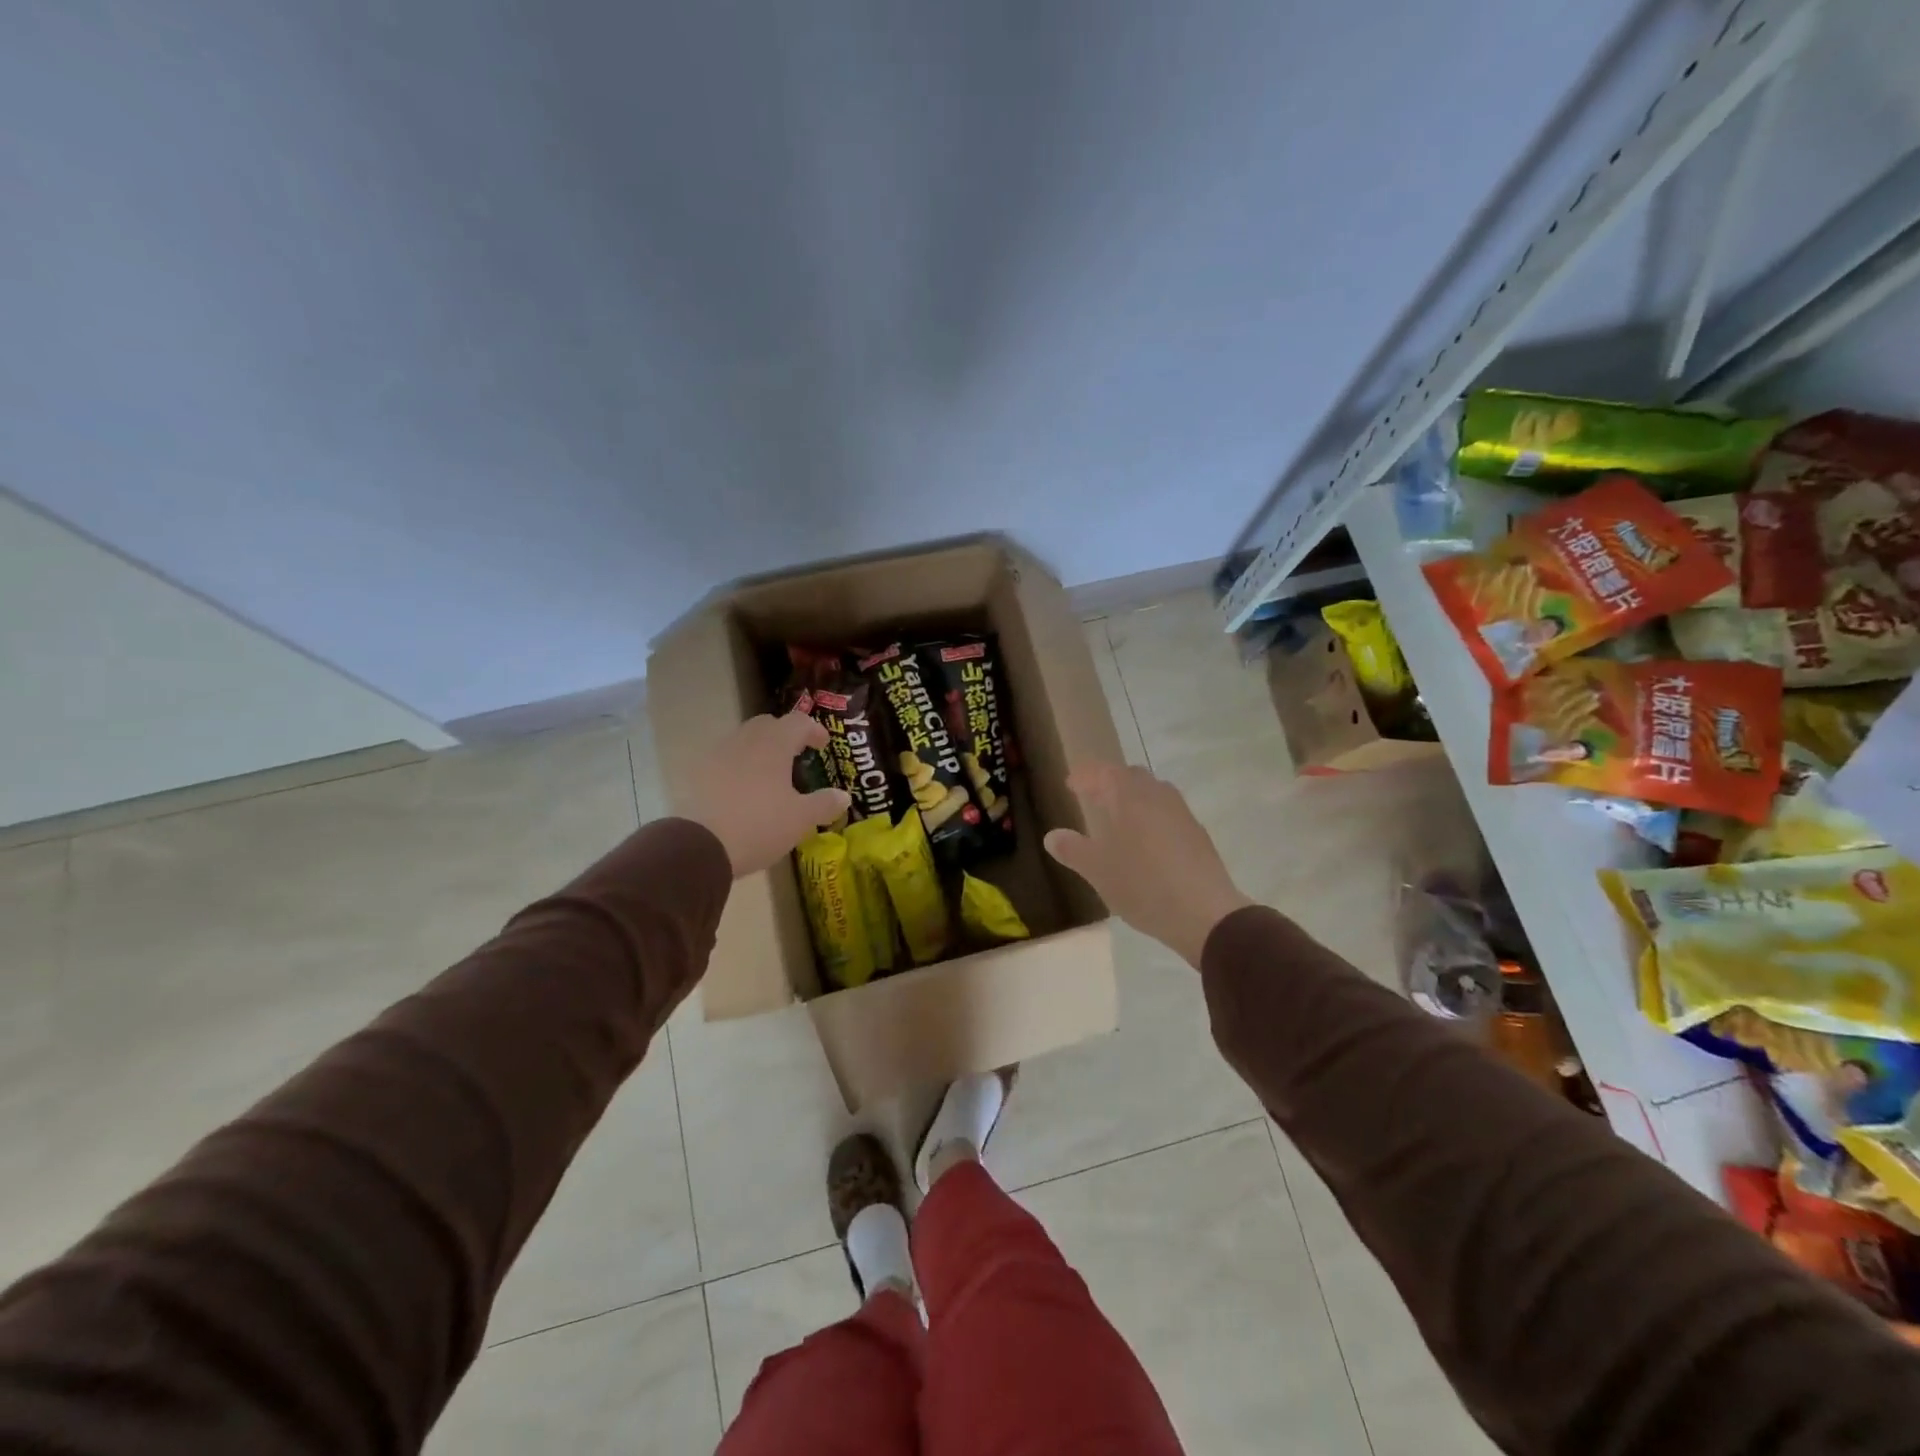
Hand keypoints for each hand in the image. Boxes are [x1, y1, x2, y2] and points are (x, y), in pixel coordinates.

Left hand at [682, 712, 850, 877]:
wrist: (699, 846)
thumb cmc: (759, 825)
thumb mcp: (800, 819)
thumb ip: (824, 804)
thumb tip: (844, 796)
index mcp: (774, 745)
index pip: (798, 722)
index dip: (813, 730)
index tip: (822, 745)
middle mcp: (745, 741)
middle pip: (767, 724)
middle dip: (784, 734)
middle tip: (796, 755)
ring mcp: (717, 755)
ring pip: (743, 740)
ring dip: (759, 749)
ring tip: (770, 775)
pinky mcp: (697, 774)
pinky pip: (724, 760)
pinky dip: (738, 767)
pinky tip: (743, 791)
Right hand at [1043, 763, 1252, 968]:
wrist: (1205, 913)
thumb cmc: (1143, 885)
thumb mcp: (1098, 871)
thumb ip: (1073, 850)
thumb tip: (1052, 836)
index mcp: (1130, 797)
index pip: (1104, 771)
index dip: (1086, 775)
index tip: (1070, 784)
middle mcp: (1158, 796)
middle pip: (1132, 776)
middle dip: (1110, 782)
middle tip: (1092, 797)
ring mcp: (1182, 814)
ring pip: (1154, 793)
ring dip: (1133, 798)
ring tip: (1118, 818)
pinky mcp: (1198, 834)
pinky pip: (1168, 813)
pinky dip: (1151, 816)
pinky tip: (1145, 842)